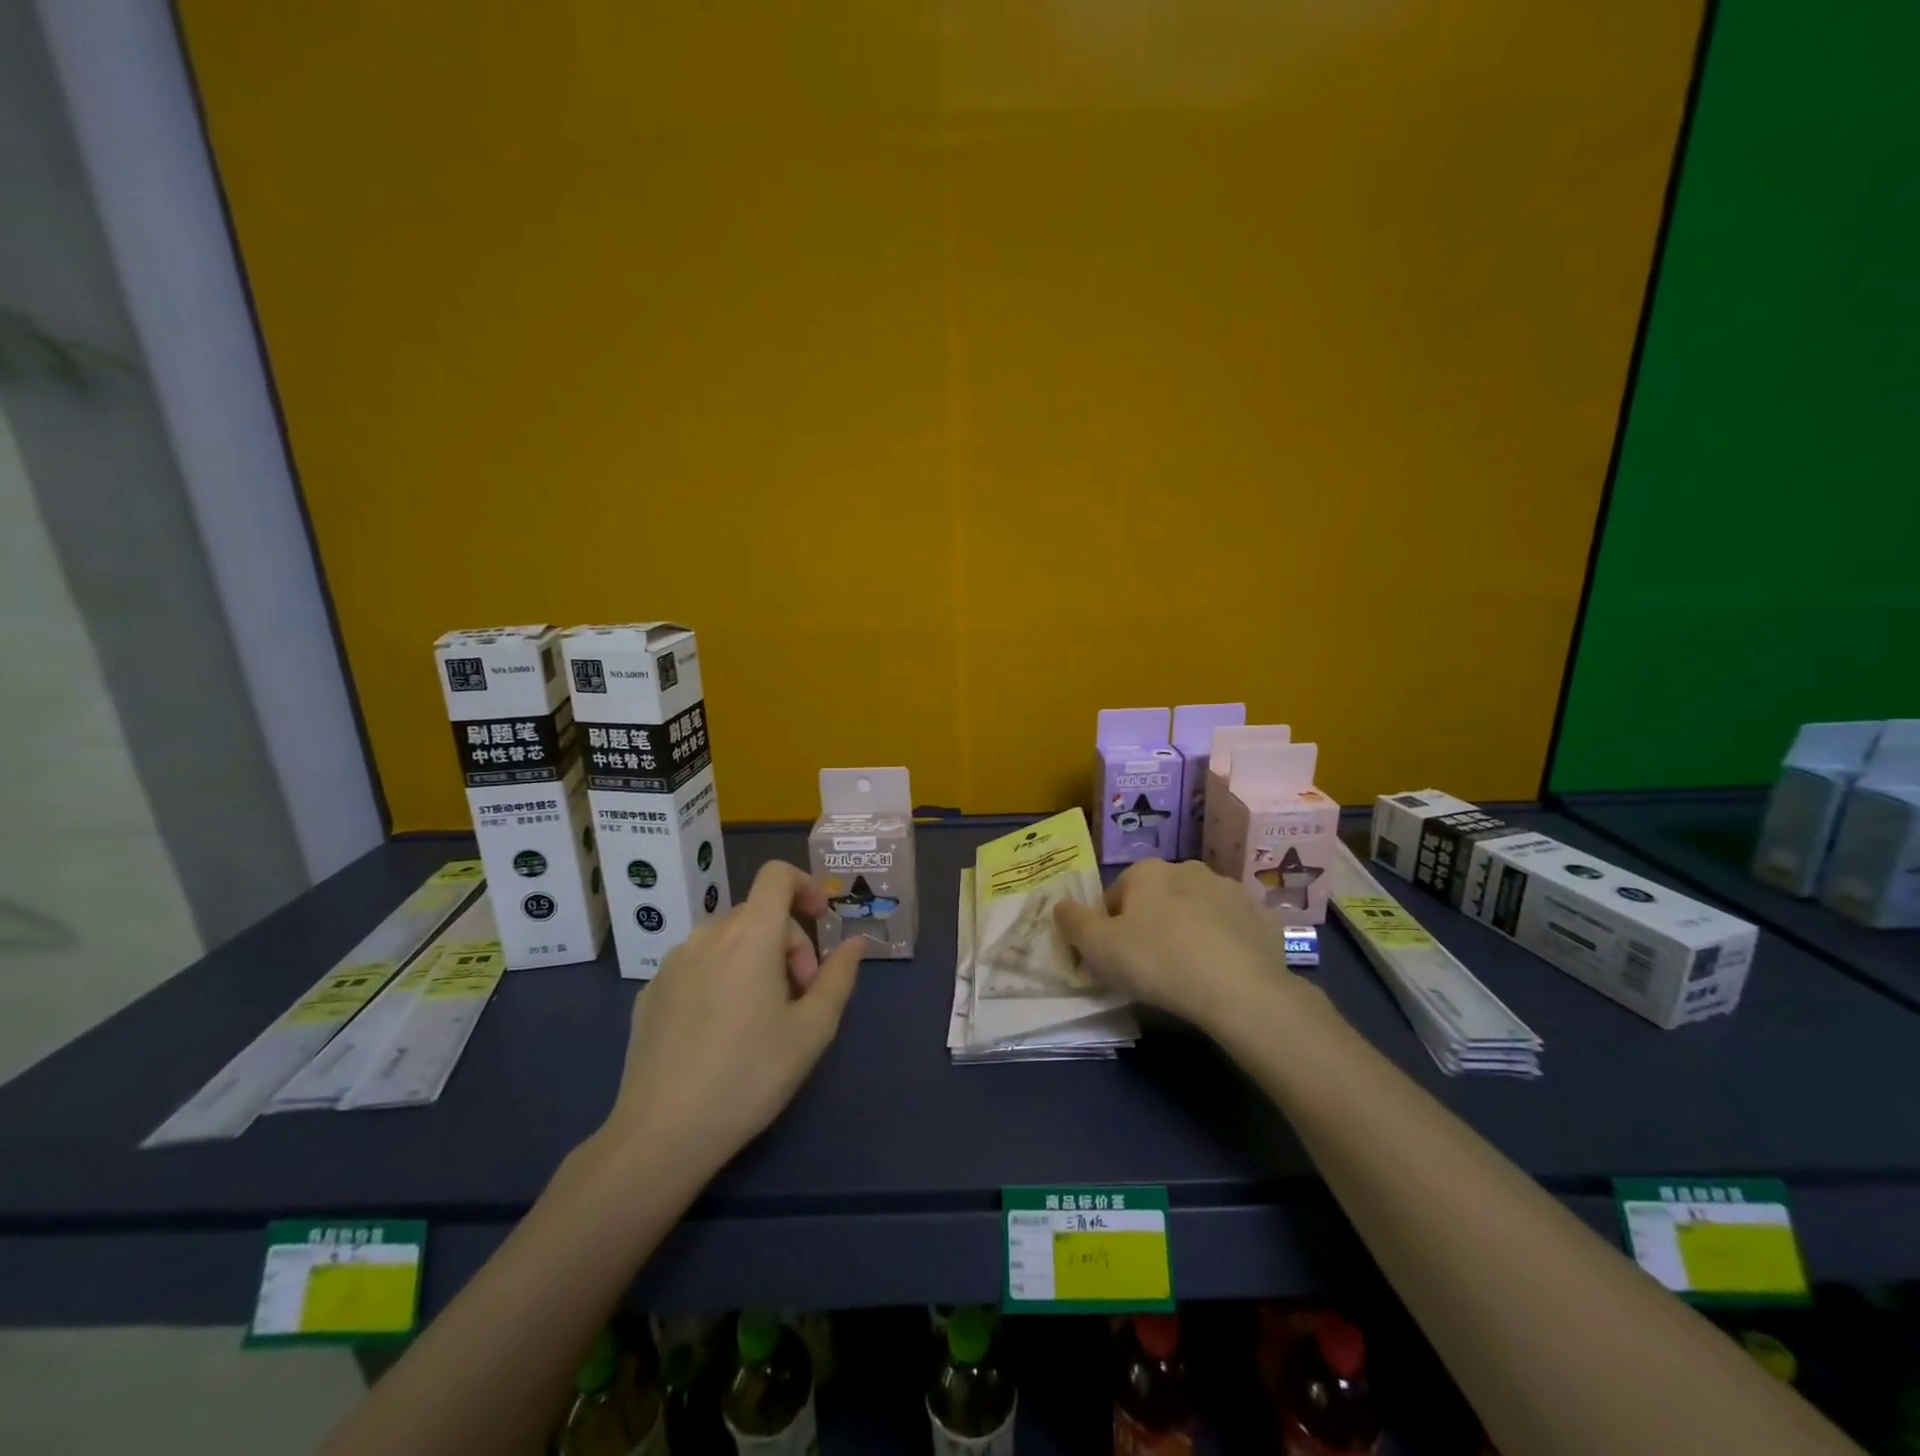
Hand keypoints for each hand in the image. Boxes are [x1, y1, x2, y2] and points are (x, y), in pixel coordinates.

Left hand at [600, 861, 865, 1179]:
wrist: (662, 1134)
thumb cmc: (750, 1075)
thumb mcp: (812, 1029)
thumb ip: (840, 976)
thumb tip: (856, 943)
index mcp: (750, 934)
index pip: (776, 875)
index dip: (804, 885)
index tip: (821, 920)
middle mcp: (707, 935)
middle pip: (758, 914)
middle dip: (788, 943)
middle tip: (801, 996)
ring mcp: (672, 962)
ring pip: (726, 940)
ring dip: (754, 959)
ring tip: (762, 1016)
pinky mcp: (650, 992)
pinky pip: (697, 965)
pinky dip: (720, 978)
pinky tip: (720, 1031)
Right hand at [1053, 858, 1291, 1031]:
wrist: (1239, 989)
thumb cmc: (1157, 961)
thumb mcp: (1099, 948)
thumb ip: (1073, 922)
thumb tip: (1060, 905)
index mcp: (1148, 871)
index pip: (1116, 896)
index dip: (1110, 928)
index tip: (1115, 959)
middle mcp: (1189, 869)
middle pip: (1158, 899)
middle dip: (1151, 925)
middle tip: (1150, 967)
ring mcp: (1231, 891)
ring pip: (1197, 910)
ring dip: (1189, 931)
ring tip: (1188, 973)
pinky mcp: (1263, 918)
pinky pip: (1233, 929)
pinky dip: (1225, 944)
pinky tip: (1221, 974)